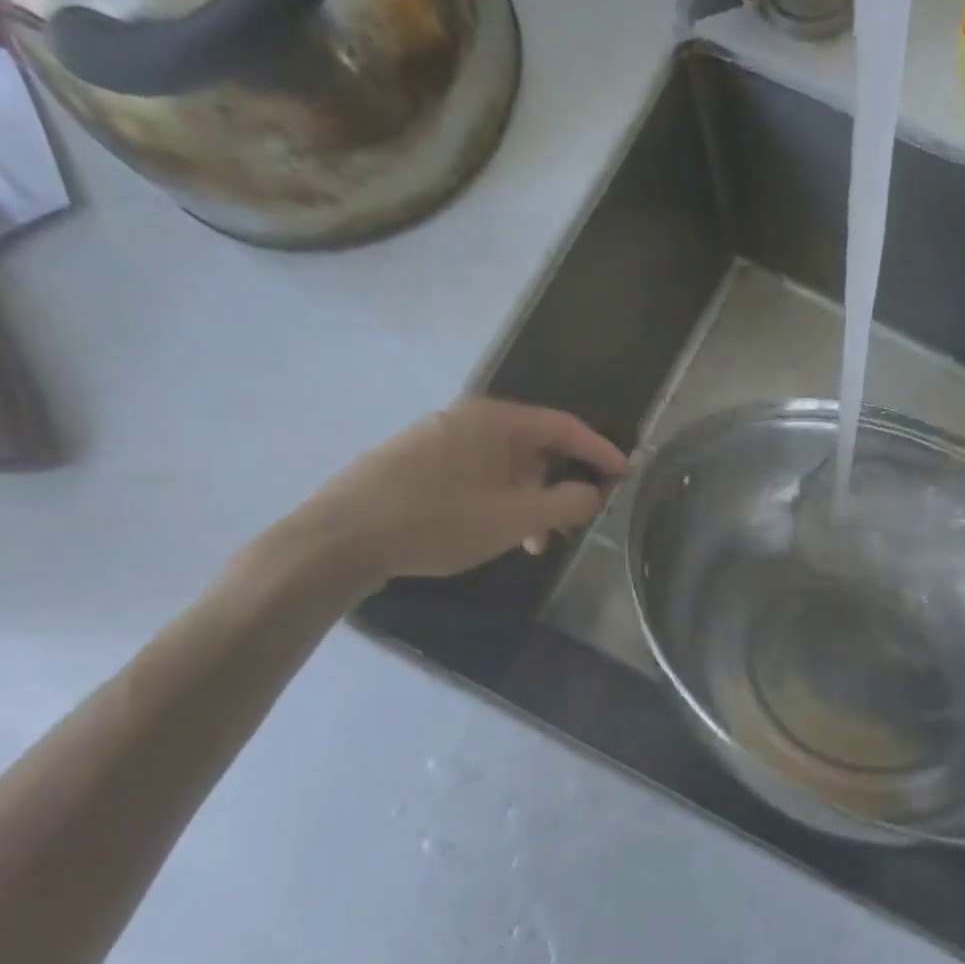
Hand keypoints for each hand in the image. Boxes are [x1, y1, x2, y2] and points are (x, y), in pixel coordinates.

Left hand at [287, 397, 627, 586]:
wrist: (340, 539)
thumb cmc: (438, 521)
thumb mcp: (516, 518)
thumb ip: (567, 503)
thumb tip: (595, 493)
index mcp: (495, 420)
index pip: (565, 427)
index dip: (601, 451)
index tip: (625, 476)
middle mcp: (467, 420)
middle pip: (534, 447)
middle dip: (560, 485)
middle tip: (575, 521)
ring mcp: (436, 439)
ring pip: (503, 467)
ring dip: (528, 501)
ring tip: (531, 543)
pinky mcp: (413, 463)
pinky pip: (474, 475)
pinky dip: (497, 501)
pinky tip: (492, 533)